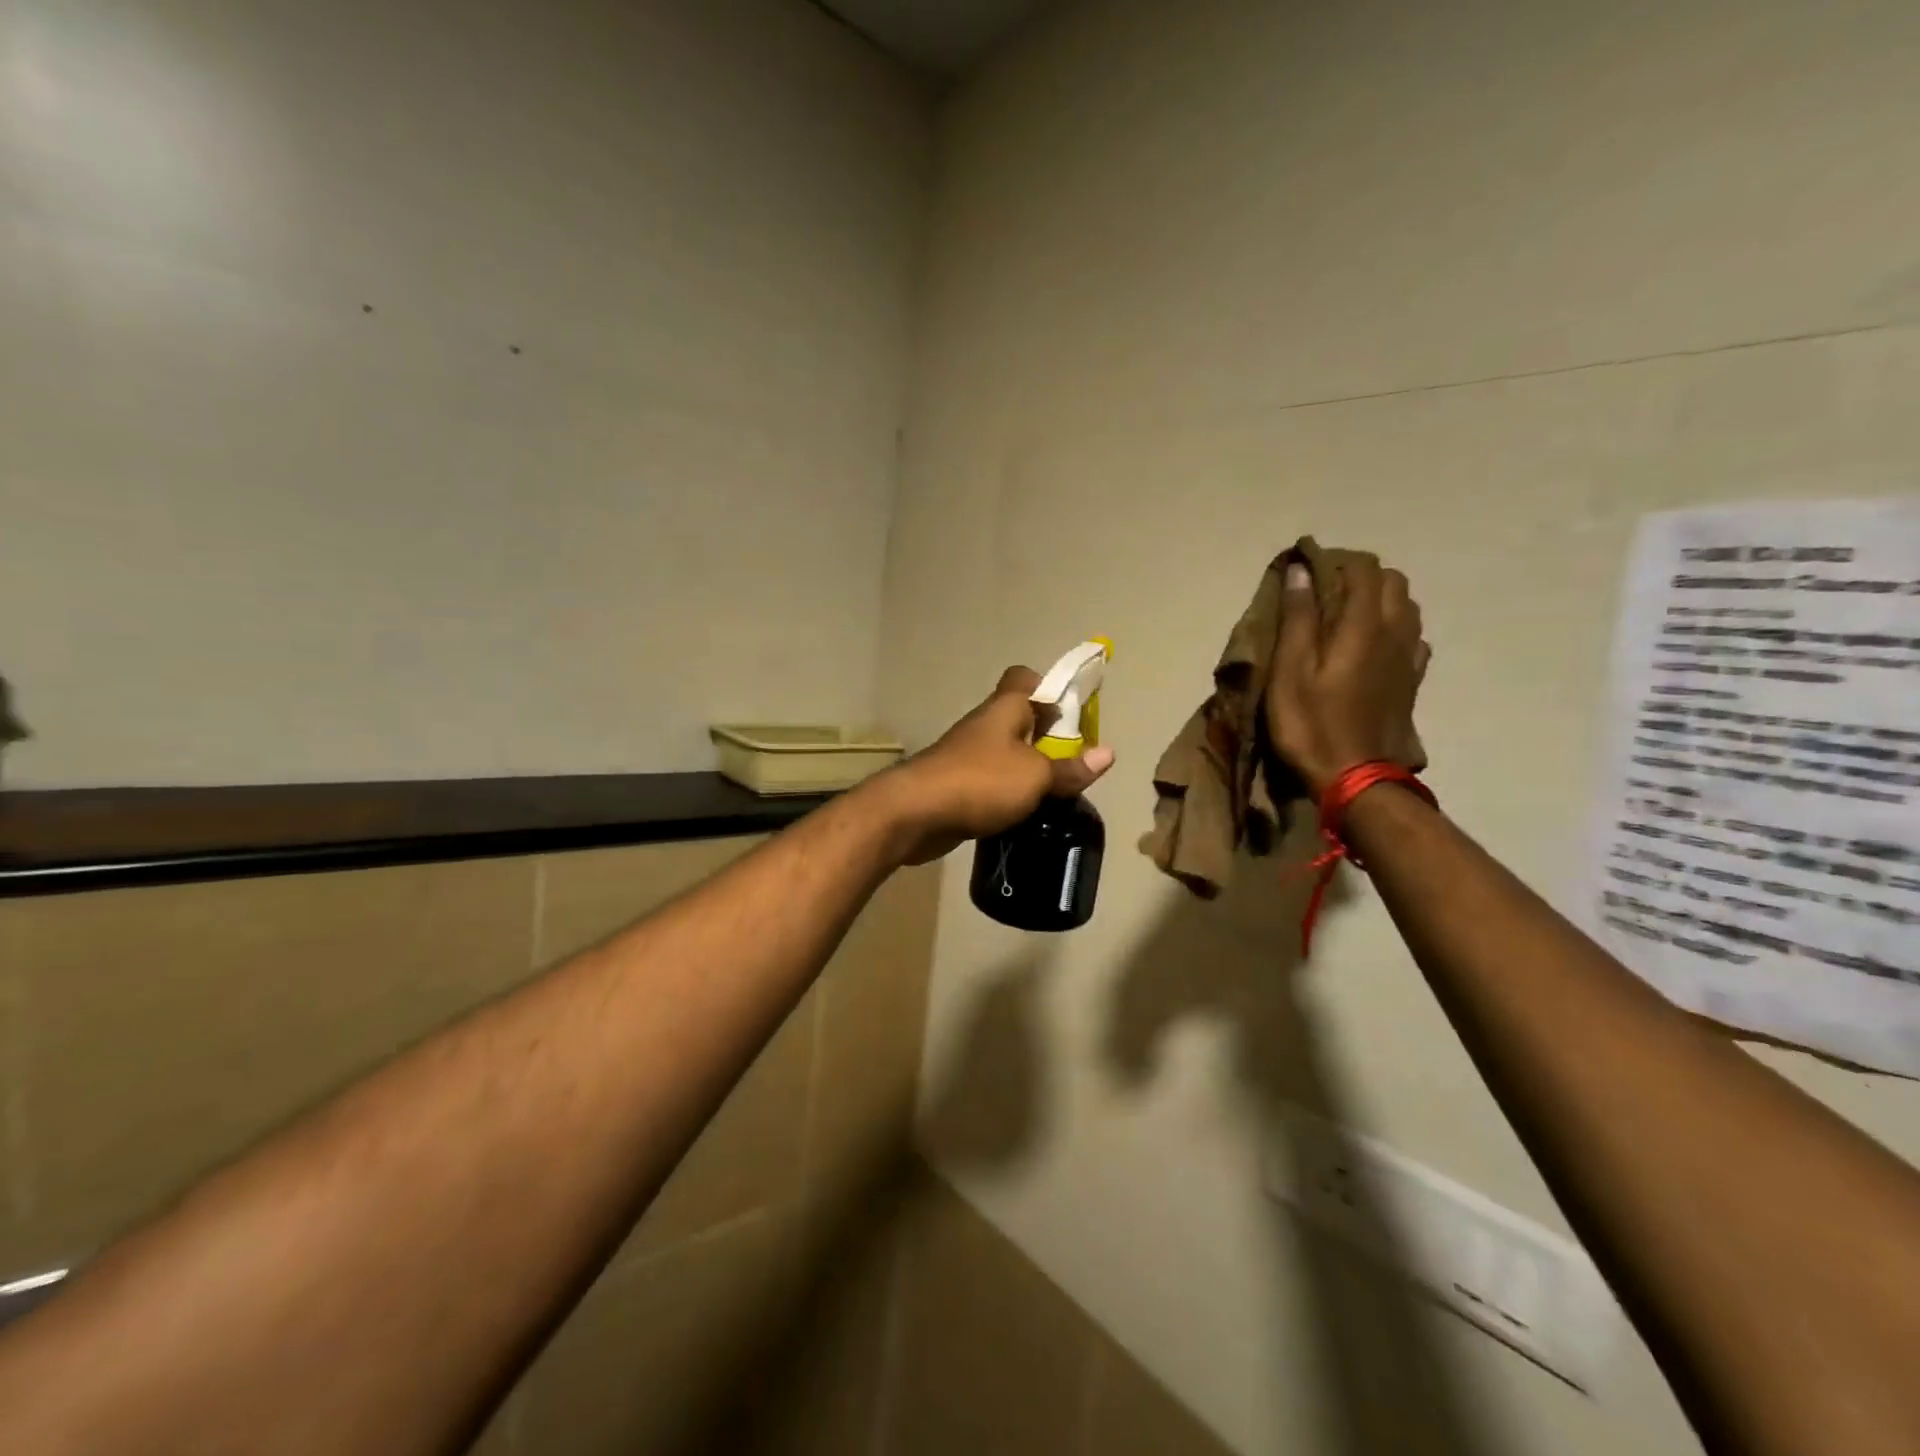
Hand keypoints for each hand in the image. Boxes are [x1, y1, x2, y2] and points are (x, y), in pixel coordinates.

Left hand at [886, 666, 1115, 864]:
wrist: (915, 813)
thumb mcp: (1036, 776)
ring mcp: (966, 755)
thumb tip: (1108, 753)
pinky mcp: (955, 784)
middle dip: (1046, 736)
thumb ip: (1070, 767)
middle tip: (1073, 761)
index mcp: (1004, 709)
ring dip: (1027, 767)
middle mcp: (984, 725)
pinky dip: (1007, 792)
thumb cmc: (980, 781)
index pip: (1024, 677)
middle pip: (1019, 718)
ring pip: (1005, 752)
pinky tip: (1024, 811)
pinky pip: (990, 780)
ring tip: (1055, 791)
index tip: (1072, 713)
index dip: (1049, 687)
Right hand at [1264, 555, 1429, 797]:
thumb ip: (1297, 619)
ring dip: (1381, 600)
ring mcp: (1409, 658)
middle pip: (1392, 582)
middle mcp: (1395, 632)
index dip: (1336, 561)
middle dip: (1362, 576)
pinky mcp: (1411, 681)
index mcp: (1363, 625)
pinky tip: (1373, 645)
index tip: (1308, 570)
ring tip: (1347, 615)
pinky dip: (1394, 628)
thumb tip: (1300, 571)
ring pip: (1407, 607)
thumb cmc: (1311, 724)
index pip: (1363, 570)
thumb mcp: (1289, 672)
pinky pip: (1412, 637)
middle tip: (1326, 592)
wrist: (1355, 778)